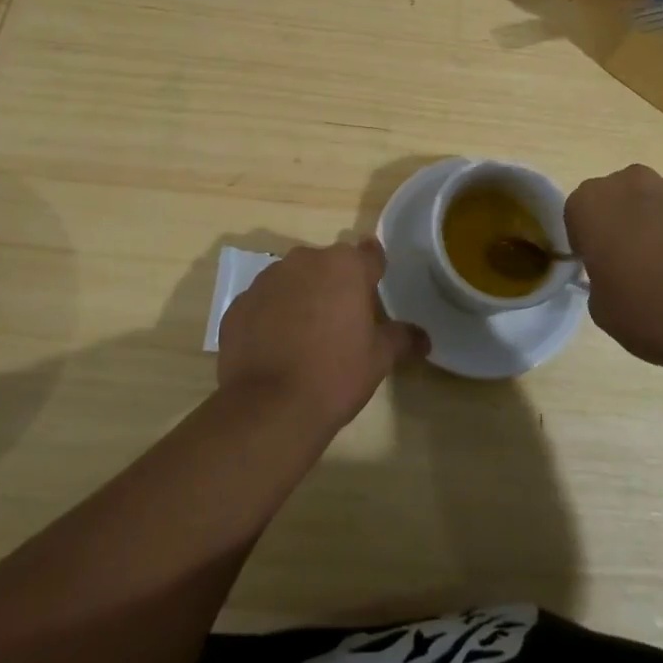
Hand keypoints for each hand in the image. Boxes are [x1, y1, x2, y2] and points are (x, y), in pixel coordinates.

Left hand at [216, 239, 428, 430]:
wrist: (269, 408)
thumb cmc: (335, 375)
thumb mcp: (379, 359)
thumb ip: (402, 338)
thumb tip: (424, 338)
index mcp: (345, 266)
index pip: (369, 254)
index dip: (374, 271)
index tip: (374, 290)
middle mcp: (304, 261)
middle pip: (328, 265)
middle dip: (335, 285)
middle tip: (342, 322)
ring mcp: (266, 280)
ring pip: (293, 280)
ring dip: (301, 297)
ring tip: (306, 337)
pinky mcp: (239, 304)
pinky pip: (264, 303)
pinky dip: (271, 316)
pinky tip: (276, 349)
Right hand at [566, 164, 662, 375]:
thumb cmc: (653, 313)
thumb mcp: (603, 310)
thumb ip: (599, 280)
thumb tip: (614, 275)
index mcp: (594, 203)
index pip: (577, 214)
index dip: (587, 242)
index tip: (600, 268)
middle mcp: (634, 183)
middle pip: (620, 199)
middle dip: (623, 224)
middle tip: (634, 266)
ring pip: (660, 206)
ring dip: (661, 229)